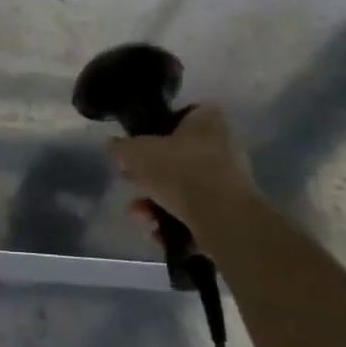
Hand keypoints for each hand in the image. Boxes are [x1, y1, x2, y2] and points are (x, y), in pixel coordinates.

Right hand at [109, 105, 258, 240]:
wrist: (222, 219)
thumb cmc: (179, 171)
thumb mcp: (135, 152)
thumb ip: (120, 147)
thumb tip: (113, 145)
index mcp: (208, 121)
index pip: (184, 114)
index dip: (160, 126)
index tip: (141, 143)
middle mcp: (224, 146)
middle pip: (179, 156)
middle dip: (151, 174)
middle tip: (131, 181)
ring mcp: (230, 180)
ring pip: (184, 187)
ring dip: (157, 201)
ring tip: (139, 215)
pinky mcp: (232, 211)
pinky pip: (196, 212)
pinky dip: (175, 221)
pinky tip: (157, 232)